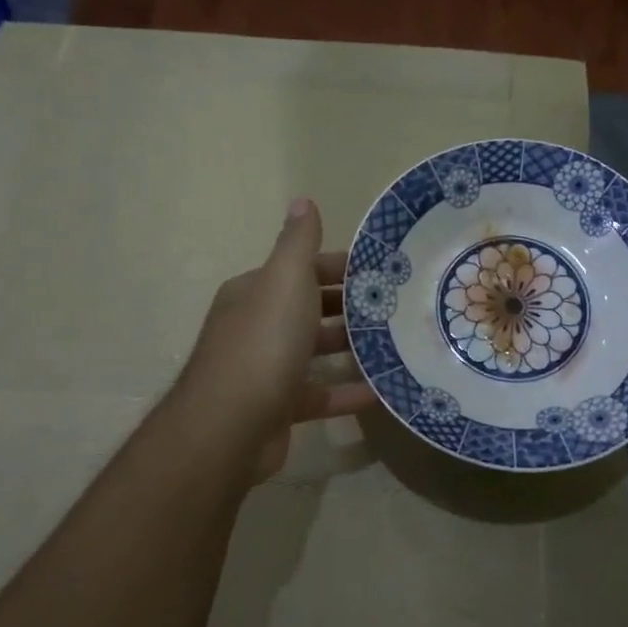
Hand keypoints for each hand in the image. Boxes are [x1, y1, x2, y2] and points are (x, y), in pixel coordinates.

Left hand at [175, 199, 376, 479]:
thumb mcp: (285, 280)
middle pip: (310, 309)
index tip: (383, 273)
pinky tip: (381, 391)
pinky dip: (346, 391)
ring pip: (314, 351)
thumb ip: (298, 242)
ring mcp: (265, 369)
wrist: (230, 426)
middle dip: (350, 307)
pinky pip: (319, 393)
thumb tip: (303, 200)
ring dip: (350, 348)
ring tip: (396, 344)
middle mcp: (256, 326)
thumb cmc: (263, 343)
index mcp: (255, 292)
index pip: (302, 270)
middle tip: (397, 308)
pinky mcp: (278, 408)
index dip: (340, 268)